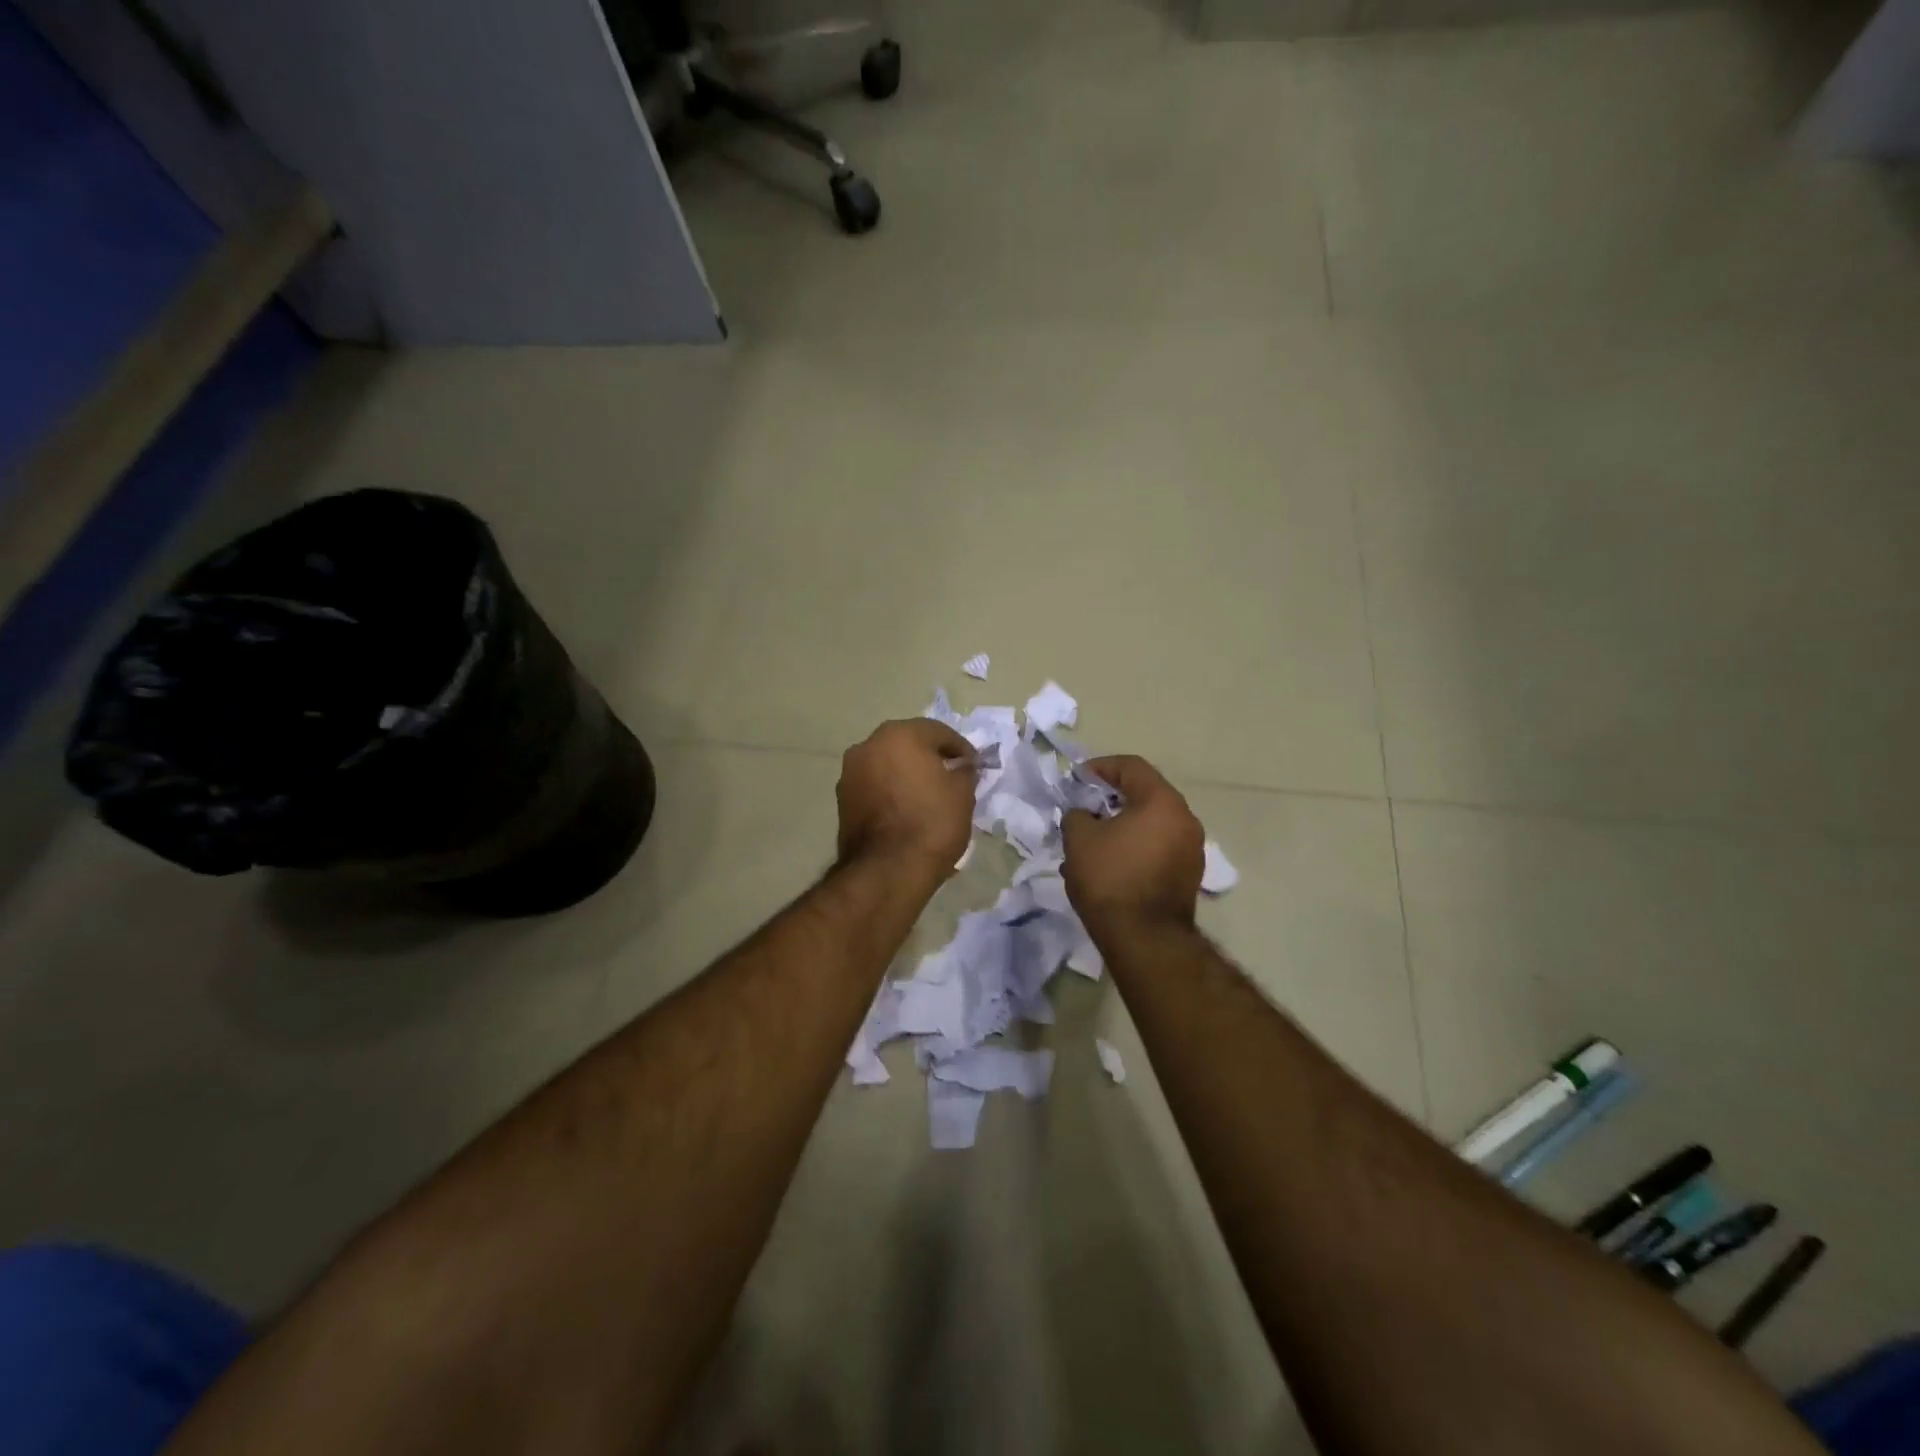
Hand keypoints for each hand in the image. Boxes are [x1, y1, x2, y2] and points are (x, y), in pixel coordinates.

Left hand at [836, 719, 976, 876]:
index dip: (961, 749)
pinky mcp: (841, 799)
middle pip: (908, 744)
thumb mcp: (962, 794)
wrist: (887, 870)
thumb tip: (961, 765)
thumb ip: (964, 770)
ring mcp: (850, 772)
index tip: (974, 767)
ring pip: (887, 764)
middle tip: (951, 778)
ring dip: (906, 773)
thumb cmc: (931, 822)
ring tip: (927, 796)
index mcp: (900, 735)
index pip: (939, 733)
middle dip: (930, 758)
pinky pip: (874, 785)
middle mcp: (869, 745)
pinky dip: (890, 791)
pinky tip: (906, 810)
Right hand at [1062, 755, 1204, 931]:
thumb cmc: (1111, 879)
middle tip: (1085, 807)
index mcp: (1163, 802)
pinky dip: (1136, 845)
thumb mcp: (1079, 839)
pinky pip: (1159, 846)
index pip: (1132, 767)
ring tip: (1094, 839)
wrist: (1144, 939)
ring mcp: (1192, 849)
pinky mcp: (1189, 875)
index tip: (1077, 779)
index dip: (1101, 767)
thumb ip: (1077, 814)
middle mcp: (1185, 819)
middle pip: (1146, 794)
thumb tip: (1084, 815)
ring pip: (1153, 823)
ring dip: (1124, 824)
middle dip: (1112, 797)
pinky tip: (1111, 862)